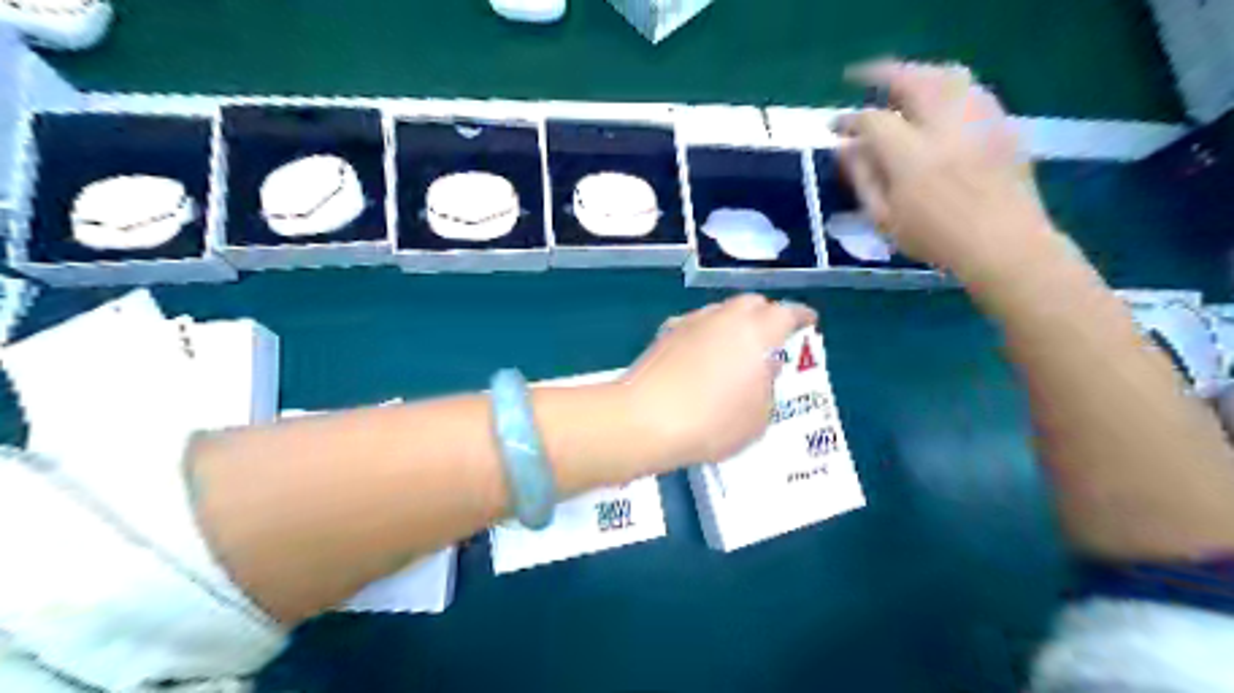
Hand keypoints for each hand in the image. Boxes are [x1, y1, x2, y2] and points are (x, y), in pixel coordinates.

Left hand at [623, 296, 817, 467]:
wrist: (644, 420)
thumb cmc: (712, 422)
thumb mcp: (757, 417)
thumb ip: (768, 388)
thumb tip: (766, 369)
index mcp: (756, 332)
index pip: (786, 313)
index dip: (801, 316)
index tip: (809, 321)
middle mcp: (724, 317)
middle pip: (751, 303)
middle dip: (766, 314)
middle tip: (772, 337)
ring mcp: (691, 322)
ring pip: (721, 312)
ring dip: (735, 323)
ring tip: (737, 348)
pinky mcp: (665, 335)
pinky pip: (696, 325)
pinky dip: (707, 334)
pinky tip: (703, 355)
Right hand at [840, 61, 1061, 283]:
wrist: (1003, 244)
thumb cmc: (935, 238)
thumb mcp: (884, 218)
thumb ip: (862, 179)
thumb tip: (846, 149)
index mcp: (911, 157)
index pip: (873, 121)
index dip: (849, 120)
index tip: (834, 126)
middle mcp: (945, 128)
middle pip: (912, 80)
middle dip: (882, 75)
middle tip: (861, 78)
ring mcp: (978, 121)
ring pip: (947, 76)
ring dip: (917, 74)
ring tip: (899, 86)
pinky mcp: (1002, 123)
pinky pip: (972, 89)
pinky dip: (947, 86)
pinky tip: (937, 102)